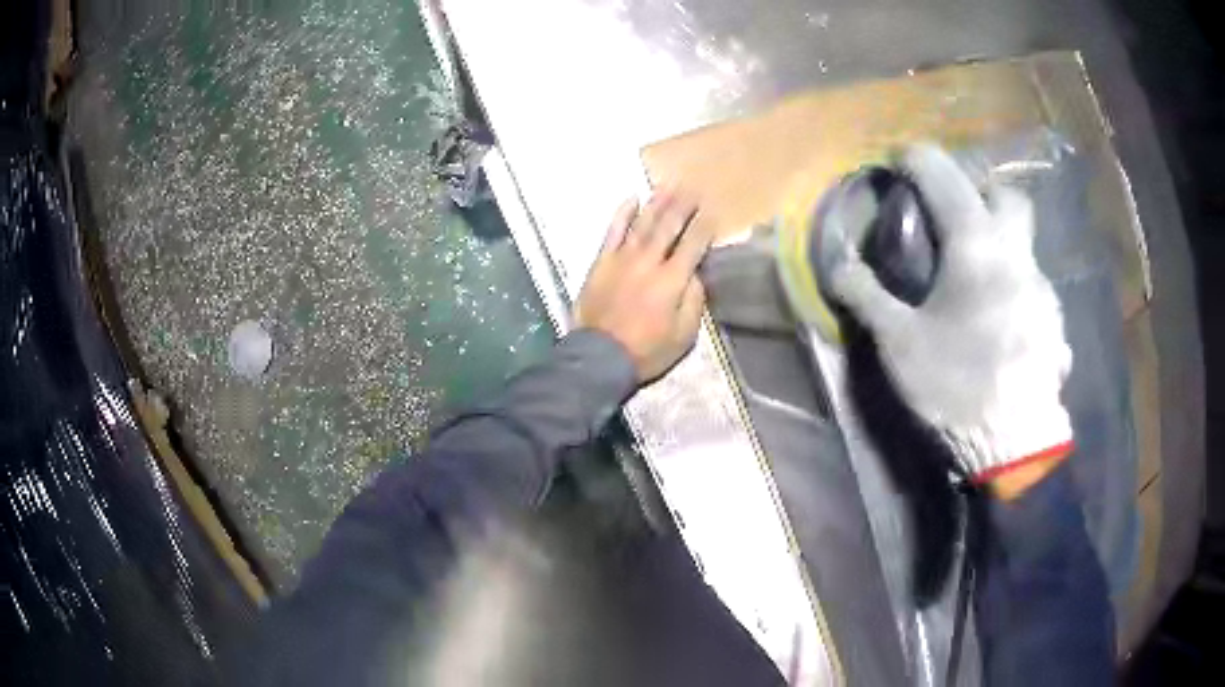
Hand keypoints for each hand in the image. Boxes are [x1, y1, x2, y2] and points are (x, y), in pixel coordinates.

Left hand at [574, 190, 712, 382]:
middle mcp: (650, 261)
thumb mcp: (684, 335)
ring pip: (643, 222)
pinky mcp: (602, 261)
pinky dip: (622, 213)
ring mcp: (623, 258)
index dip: (705, 226)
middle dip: (684, 205)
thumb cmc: (647, 350)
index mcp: (673, 280)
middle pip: (669, 225)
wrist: (600, 356)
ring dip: (657, 202)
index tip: (713, 212)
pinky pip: (613, 231)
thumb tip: (695, 273)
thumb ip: (693, 301)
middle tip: (693, 188)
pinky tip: (631, 198)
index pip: (694, 244)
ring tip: (669, 185)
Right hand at [828, 144, 1073, 491]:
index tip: (899, 158)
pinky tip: (1003, 327)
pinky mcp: (1055, 326)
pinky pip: (1036, 292)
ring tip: (977, 284)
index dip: (917, 158)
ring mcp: (1044, 291)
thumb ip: (867, 296)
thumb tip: (835, 263)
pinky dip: (1017, 293)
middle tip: (957, 217)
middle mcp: (1018, 255)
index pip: (944, 175)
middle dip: (982, 192)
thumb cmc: (957, 386)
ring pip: (1026, 246)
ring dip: (1002, 248)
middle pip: (1008, 196)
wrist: (1015, 448)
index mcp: (978, 246)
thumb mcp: (900, 344)